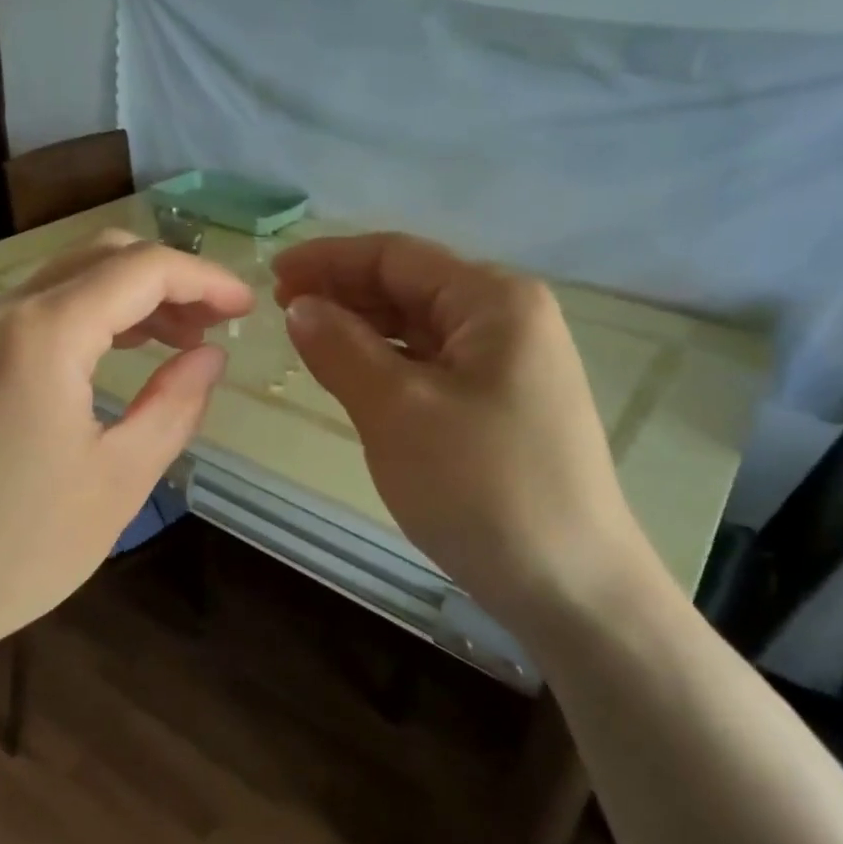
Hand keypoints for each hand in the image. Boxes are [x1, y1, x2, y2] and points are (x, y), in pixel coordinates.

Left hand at [0, 230, 253, 662]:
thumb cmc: (17, 547)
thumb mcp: (118, 479)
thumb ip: (174, 406)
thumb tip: (211, 357)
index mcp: (45, 332)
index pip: (142, 270)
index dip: (204, 281)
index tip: (247, 310)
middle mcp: (7, 313)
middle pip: (103, 257)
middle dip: (169, 280)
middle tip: (216, 324)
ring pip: (71, 281)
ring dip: (132, 297)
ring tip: (182, 342)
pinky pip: (43, 313)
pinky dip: (94, 318)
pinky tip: (123, 355)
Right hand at [273, 233, 660, 633]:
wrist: (570, 586)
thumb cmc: (481, 486)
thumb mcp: (396, 410)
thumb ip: (342, 348)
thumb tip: (300, 306)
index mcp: (494, 301)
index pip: (397, 256)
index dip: (329, 259)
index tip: (272, 276)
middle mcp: (508, 320)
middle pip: (410, 286)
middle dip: (344, 293)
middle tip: (281, 312)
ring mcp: (509, 366)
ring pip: (420, 328)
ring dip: (362, 329)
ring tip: (307, 342)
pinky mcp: (502, 407)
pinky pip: (432, 366)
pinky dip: (387, 364)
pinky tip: (353, 377)